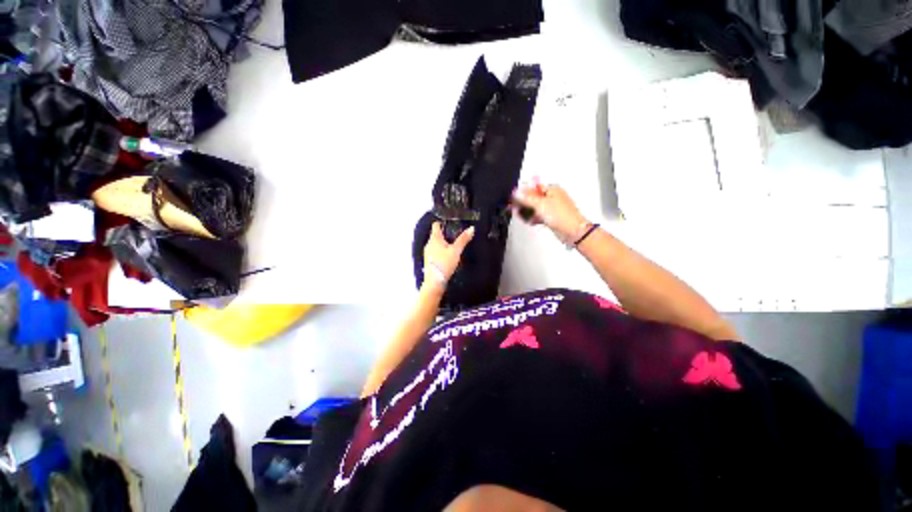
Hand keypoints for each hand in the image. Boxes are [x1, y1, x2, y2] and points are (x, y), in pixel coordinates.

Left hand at [423, 222, 474, 286]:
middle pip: (436, 234)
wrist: (435, 282)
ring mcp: (428, 253)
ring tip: (453, 248)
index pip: (436, 224)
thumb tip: (470, 229)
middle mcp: (429, 244)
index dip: (443, 222)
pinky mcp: (429, 260)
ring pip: (436, 244)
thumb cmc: (443, 266)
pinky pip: (435, 252)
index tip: (449, 223)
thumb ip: (463, 239)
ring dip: (443, 244)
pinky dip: (441, 253)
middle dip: (445, 235)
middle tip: (454, 236)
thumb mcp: (456, 250)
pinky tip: (448, 258)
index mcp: (434, 238)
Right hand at [512, 183, 587, 242]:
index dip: (523, 192)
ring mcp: (553, 208)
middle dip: (524, 203)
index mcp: (552, 189)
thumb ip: (526, 198)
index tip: (514, 198)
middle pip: (534, 198)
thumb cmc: (563, 216)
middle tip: (515, 207)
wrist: (572, 231)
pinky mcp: (552, 218)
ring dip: (528, 212)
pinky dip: (534, 218)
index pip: (533, 187)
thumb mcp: (540, 204)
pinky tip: (530, 221)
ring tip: (521, 215)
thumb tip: (516, 193)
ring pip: (536, 208)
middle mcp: (553, 197)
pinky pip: (539, 216)